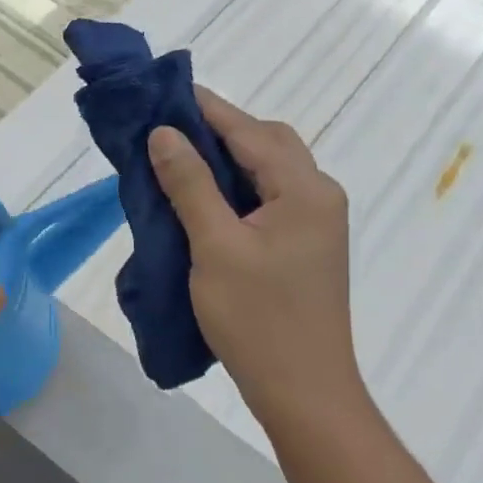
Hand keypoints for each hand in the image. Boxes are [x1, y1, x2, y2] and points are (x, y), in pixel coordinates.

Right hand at [148, 89, 362, 432]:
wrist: (303, 390)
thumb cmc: (258, 319)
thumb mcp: (215, 247)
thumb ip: (190, 185)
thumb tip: (164, 133)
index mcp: (305, 189)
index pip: (249, 131)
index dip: (205, 109)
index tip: (163, 92)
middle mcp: (319, 196)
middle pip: (267, 144)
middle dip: (219, 131)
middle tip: (168, 132)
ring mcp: (316, 223)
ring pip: (268, 172)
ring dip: (227, 161)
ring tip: (178, 161)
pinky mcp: (305, 248)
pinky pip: (269, 199)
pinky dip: (236, 189)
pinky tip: (203, 199)